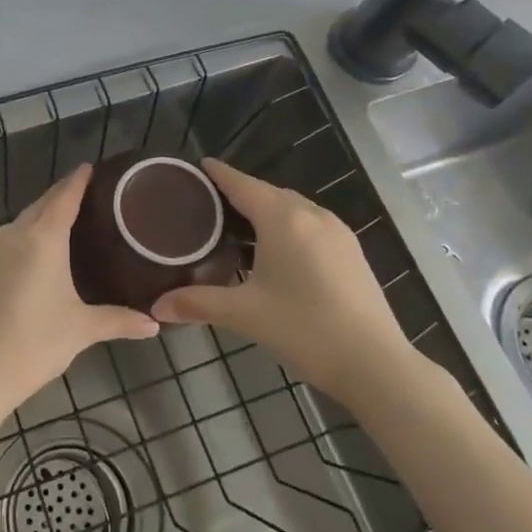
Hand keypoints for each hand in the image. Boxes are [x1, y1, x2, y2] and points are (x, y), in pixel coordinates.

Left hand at [0, 165, 159, 417]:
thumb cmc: (34, 343)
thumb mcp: (82, 329)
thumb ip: (119, 320)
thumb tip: (155, 324)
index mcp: (42, 238)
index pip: (64, 196)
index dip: (79, 180)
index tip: (95, 166)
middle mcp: (17, 234)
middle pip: (44, 202)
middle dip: (66, 193)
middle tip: (96, 192)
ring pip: (28, 218)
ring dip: (49, 211)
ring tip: (78, 214)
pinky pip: (17, 234)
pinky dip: (35, 229)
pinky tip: (50, 243)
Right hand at [153, 160, 423, 400]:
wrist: (375, 364)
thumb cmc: (304, 329)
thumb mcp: (244, 314)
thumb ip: (197, 303)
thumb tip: (156, 306)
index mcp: (283, 219)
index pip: (242, 184)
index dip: (219, 174)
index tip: (198, 166)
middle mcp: (312, 215)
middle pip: (268, 193)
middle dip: (240, 193)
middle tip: (209, 205)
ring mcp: (338, 232)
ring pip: (293, 208)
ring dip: (267, 210)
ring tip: (238, 226)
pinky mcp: (352, 252)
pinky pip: (311, 224)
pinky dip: (288, 226)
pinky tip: (276, 251)